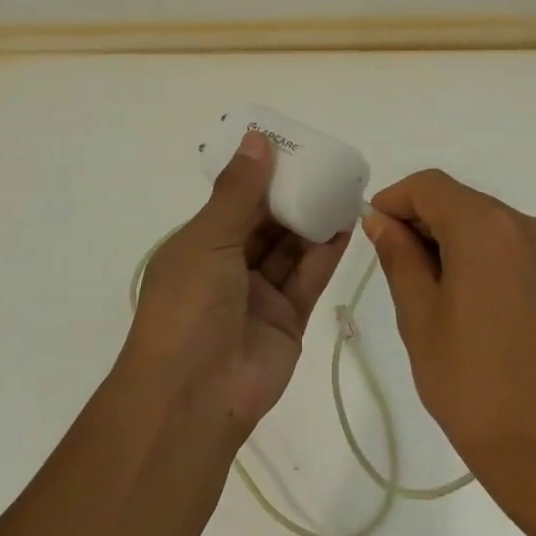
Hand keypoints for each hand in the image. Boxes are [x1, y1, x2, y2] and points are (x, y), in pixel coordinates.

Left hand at [123, 131, 351, 434]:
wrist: (194, 396)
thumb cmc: (189, 307)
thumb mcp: (207, 239)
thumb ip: (238, 192)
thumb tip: (257, 139)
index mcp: (198, 246)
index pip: (233, 201)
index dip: (261, 173)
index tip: (291, 146)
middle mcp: (228, 267)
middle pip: (266, 223)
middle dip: (293, 195)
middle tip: (326, 163)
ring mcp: (259, 294)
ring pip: (291, 248)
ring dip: (314, 219)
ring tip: (344, 186)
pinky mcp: (288, 318)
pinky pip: (309, 277)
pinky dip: (326, 251)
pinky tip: (347, 223)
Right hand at [363, 169, 535, 532]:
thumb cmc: (469, 380)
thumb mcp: (419, 314)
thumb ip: (399, 256)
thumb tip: (381, 220)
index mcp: (486, 228)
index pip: (430, 186)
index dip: (395, 200)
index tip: (373, 231)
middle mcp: (524, 225)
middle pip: (461, 200)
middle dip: (422, 219)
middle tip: (393, 262)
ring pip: (486, 221)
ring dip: (451, 237)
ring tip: (428, 285)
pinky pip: (511, 244)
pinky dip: (481, 252)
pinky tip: (465, 295)